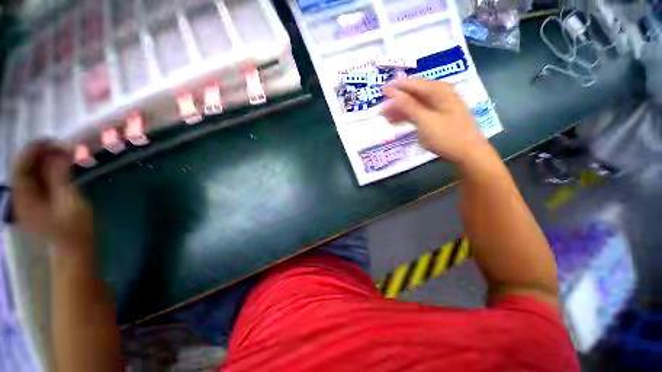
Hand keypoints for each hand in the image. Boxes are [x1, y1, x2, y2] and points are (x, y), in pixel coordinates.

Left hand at [12, 142, 92, 250]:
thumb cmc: (75, 228)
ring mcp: (29, 198)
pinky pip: (38, 177)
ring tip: (63, 152)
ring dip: (45, 159)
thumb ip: (60, 178)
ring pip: (31, 171)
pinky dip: (48, 167)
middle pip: (24, 168)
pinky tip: (60, 164)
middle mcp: (21, 196)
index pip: (20, 169)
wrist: (75, 246)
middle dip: (39, 153)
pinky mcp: (37, 198)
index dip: (32, 152)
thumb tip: (58, 152)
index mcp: (25, 200)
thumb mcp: (70, 203)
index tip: (49, 141)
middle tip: (60, 145)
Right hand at [382, 79, 490, 163]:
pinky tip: (398, 123)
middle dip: (397, 101)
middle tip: (382, 110)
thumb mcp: (425, 120)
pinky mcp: (437, 118)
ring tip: (386, 118)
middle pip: (413, 94)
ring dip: (401, 110)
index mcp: (438, 90)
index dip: (396, 87)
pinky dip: (408, 117)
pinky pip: (419, 113)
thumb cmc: (447, 135)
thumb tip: (392, 92)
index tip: (381, 92)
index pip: (413, 84)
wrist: (468, 153)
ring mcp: (438, 107)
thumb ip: (408, 106)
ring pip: (415, 104)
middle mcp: (439, 95)